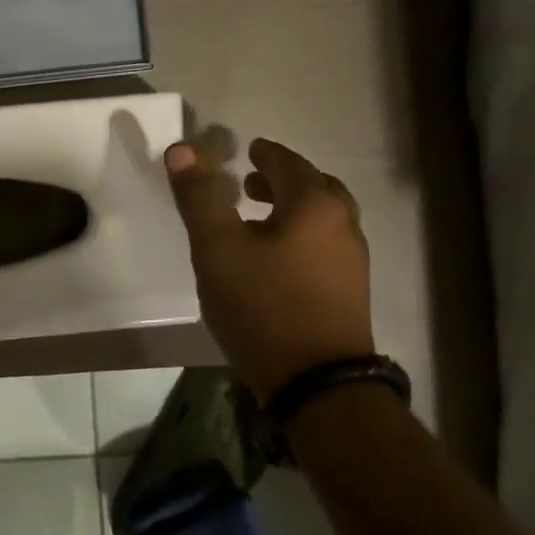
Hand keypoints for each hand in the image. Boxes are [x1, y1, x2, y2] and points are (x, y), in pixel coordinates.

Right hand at [165, 137, 372, 401]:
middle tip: (249, 184)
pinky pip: (324, 245)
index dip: (264, 154)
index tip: (247, 151)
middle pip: (314, 187)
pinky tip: (276, 260)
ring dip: (291, 209)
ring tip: (258, 220)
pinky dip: (301, 236)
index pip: (288, 162)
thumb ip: (200, 197)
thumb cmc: (263, 306)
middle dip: (281, 180)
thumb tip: (181, 150)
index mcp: (314, 205)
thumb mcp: (218, 249)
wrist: (318, 385)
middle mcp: (343, 224)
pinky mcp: (350, 293)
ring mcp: (352, 261)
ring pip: (322, 218)